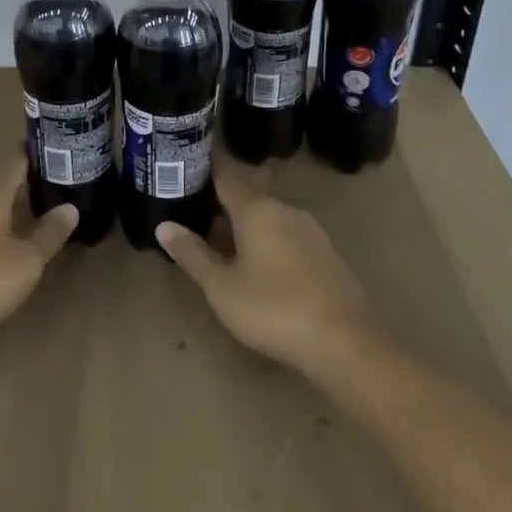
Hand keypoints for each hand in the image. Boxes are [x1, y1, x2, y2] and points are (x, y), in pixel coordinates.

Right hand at [156, 162, 381, 378]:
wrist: (347, 344)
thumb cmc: (274, 309)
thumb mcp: (221, 287)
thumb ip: (193, 254)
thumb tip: (164, 226)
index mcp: (257, 209)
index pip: (226, 174)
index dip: (205, 169)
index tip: (185, 167)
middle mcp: (285, 210)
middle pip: (248, 196)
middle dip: (221, 205)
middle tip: (193, 217)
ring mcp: (310, 232)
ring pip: (268, 218)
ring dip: (243, 227)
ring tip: (219, 247)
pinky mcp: (326, 256)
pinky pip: (286, 236)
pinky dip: (266, 243)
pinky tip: (257, 269)